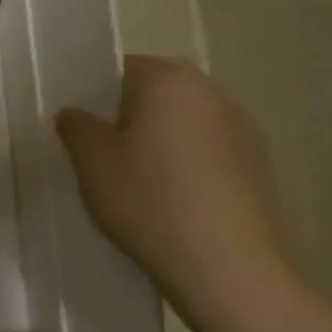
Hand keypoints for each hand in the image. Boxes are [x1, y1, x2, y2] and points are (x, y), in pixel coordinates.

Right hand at [56, 56, 294, 313]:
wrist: (225, 263)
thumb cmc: (146, 199)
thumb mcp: (91, 162)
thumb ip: (77, 127)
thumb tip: (76, 113)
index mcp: (168, 81)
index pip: (122, 67)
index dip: (93, 93)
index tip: (76, 126)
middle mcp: (211, 92)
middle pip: (155, 92)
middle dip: (125, 115)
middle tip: (96, 154)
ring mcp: (241, 127)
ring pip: (182, 122)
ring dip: (156, 141)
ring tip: (131, 181)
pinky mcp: (255, 164)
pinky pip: (204, 150)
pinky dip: (182, 164)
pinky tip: (166, 200)